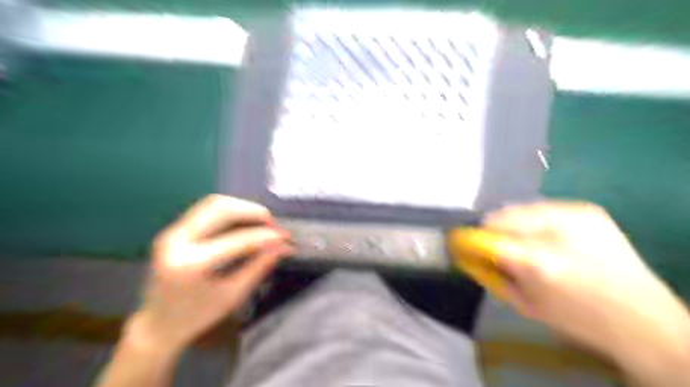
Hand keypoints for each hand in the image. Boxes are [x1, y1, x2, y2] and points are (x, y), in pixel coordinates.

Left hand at [126, 195, 290, 354]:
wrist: (157, 326)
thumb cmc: (197, 317)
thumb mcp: (233, 295)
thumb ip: (259, 267)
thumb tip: (283, 247)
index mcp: (191, 264)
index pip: (238, 240)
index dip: (266, 236)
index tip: (286, 237)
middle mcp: (177, 241)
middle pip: (221, 208)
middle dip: (253, 212)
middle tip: (273, 224)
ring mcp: (172, 233)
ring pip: (213, 203)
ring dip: (242, 208)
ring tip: (261, 222)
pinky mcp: (173, 231)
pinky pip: (206, 210)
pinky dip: (230, 212)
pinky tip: (244, 223)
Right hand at [485, 203, 689, 380]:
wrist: (643, 319)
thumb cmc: (577, 318)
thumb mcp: (523, 303)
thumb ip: (490, 275)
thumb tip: (466, 254)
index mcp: (539, 261)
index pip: (487, 238)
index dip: (467, 238)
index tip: (456, 241)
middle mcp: (556, 228)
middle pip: (502, 216)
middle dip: (490, 231)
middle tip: (490, 245)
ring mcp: (575, 213)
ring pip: (520, 208)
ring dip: (510, 223)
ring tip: (518, 240)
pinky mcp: (587, 209)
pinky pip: (540, 206)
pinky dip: (530, 219)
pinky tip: (541, 234)